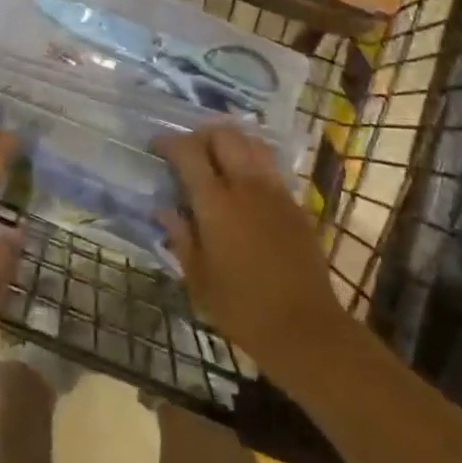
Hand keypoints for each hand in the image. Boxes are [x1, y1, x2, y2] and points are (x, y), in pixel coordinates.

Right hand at [155, 126, 354, 385]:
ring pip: (251, 142)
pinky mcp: (295, 203)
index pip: (188, 152)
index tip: (156, 146)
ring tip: (216, 159)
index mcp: (215, 203)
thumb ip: (180, 237)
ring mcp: (275, 191)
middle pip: (224, 135)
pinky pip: (270, 165)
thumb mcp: (198, 278)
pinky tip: (242, 183)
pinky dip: (251, 160)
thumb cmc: (242, 308)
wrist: (305, 327)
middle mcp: (246, 186)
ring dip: (230, 142)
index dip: (169, 143)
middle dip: (201, 135)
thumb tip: (163, 210)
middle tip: (188, 151)